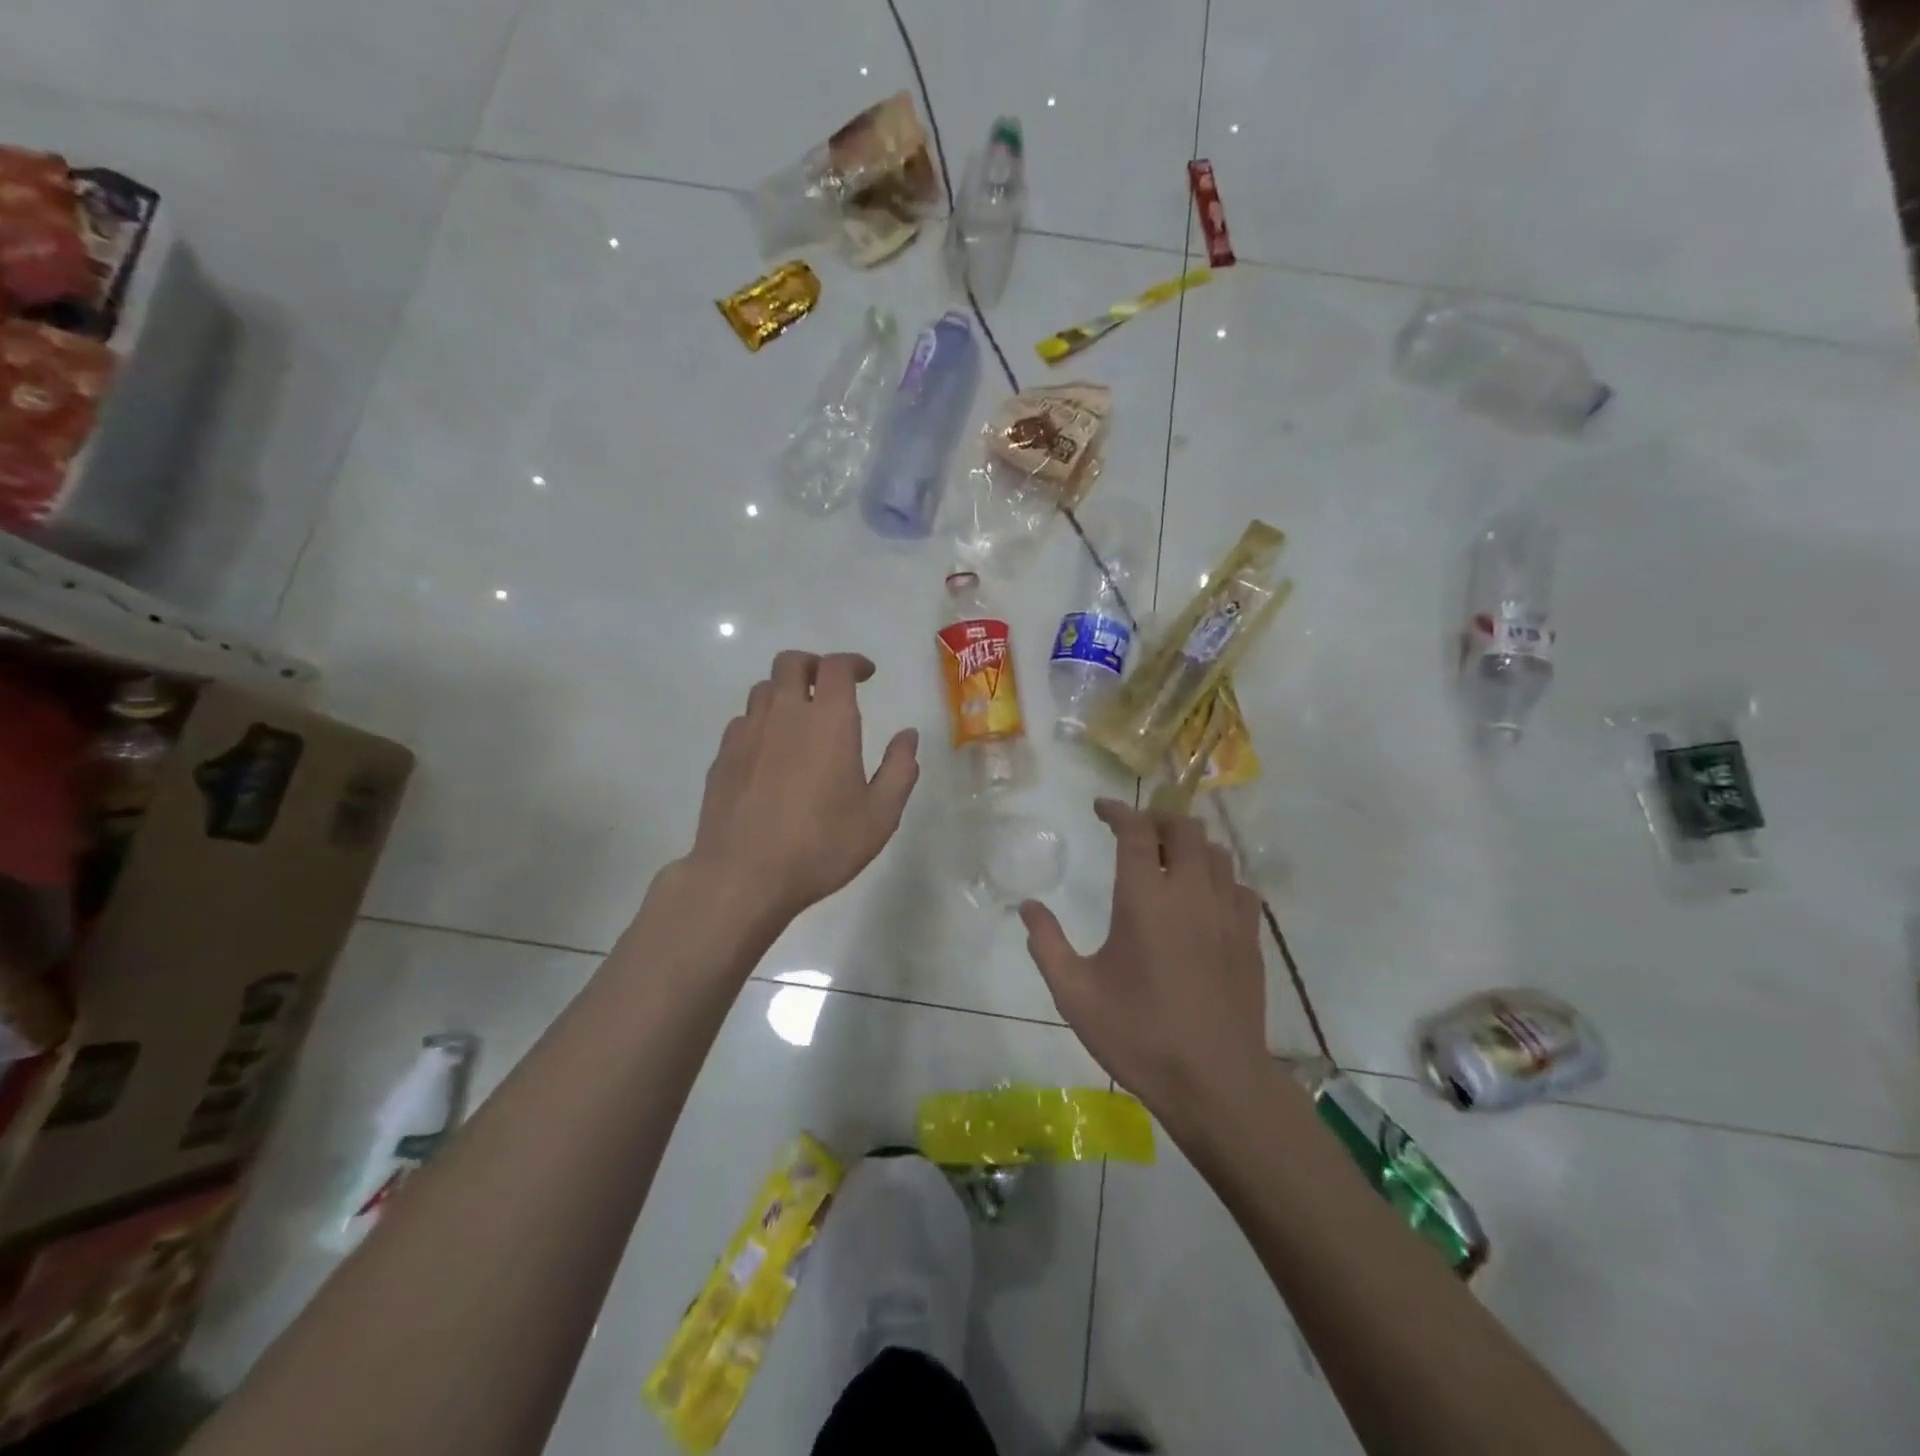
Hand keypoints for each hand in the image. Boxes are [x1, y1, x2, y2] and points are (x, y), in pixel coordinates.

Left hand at [682, 650, 918, 924]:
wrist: (742, 877)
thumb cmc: (821, 846)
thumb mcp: (879, 816)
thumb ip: (899, 769)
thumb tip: (908, 735)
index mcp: (828, 721)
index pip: (836, 667)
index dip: (853, 662)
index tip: (866, 673)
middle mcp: (784, 714)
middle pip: (791, 663)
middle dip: (814, 665)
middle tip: (830, 686)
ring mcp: (747, 734)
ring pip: (763, 689)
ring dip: (786, 692)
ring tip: (801, 718)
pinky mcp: (722, 757)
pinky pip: (743, 721)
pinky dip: (762, 722)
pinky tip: (771, 752)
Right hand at [1020, 799, 1269, 1131]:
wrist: (1215, 1082)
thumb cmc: (1139, 1035)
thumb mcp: (1075, 994)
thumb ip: (1047, 944)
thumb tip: (1028, 906)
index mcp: (1145, 899)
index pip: (1136, 830)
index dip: (1117, 811)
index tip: (1101, 809)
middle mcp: (1190, 893)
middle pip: (1183, 828)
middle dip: (1157, 819)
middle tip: (1135, 833)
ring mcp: (1227, 914)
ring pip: (1216, 852)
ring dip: (1189, 845)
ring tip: (1168, 860)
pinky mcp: (1250, 938)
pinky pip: (1239, 886)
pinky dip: (1219, 878)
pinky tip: (1205, 899)